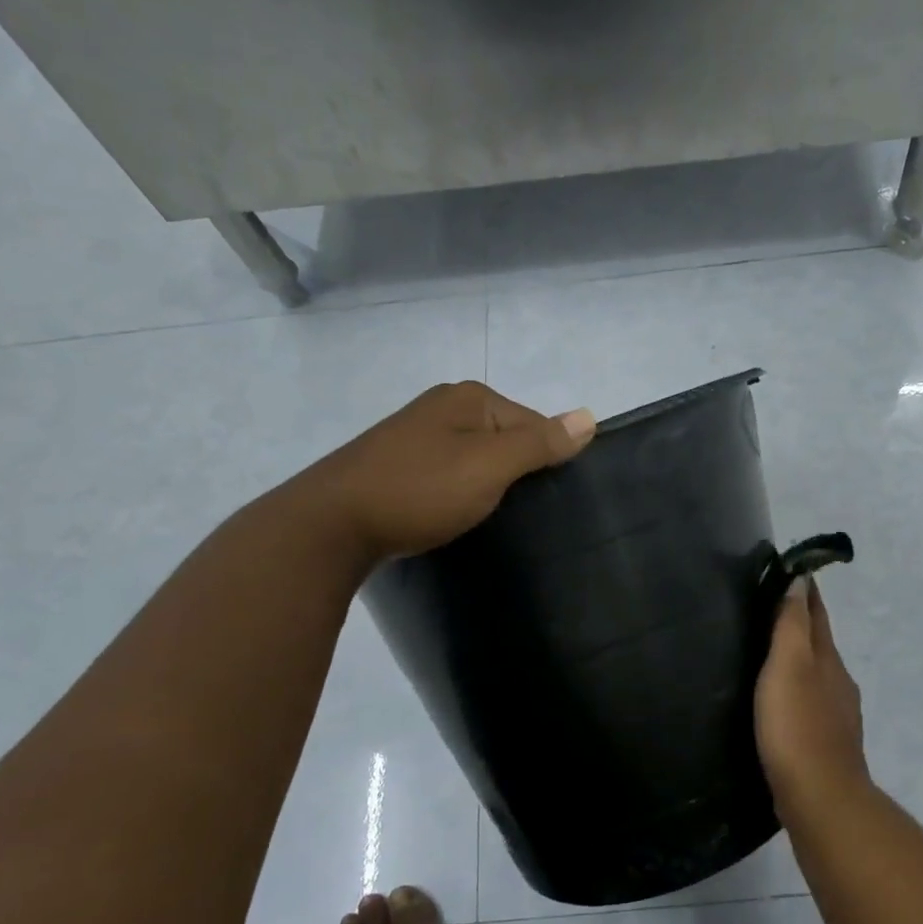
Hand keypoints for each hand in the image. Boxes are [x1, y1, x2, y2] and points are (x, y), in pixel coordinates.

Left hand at [286, 381, 595, 567]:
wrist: (332, 525)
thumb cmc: (420, 489)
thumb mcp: (490, 466)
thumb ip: (540, 443)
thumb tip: (590, 416)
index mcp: (469, 398)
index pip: (534, 422)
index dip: (546, 460)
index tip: (546, 500)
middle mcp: (443, 407)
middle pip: (504, 439)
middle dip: (516, 473)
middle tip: (520, 514)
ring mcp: (415, 436)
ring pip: (475, 460)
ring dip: (486, 486)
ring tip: (489, 519)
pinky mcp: (396, 467)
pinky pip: (447, 475)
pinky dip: (457, 494)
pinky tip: (454, 516)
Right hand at [754, 576, 871, 808]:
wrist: (819, 796)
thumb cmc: (797, 725)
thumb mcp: (789, 665)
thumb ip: (793, 625)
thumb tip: (801, 582)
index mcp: (829, 660)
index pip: (818, 615)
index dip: (806, 593)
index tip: (793, 571)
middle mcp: (839, 682)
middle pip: (820, 644)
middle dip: (801, 624)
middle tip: (771, 609)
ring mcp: (836, 715)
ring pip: (816, 675)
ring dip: (799, 660)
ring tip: (770, 655)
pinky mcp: (825, 743)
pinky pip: (810, 704)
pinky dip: (797, 691)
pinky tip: (781, 703)